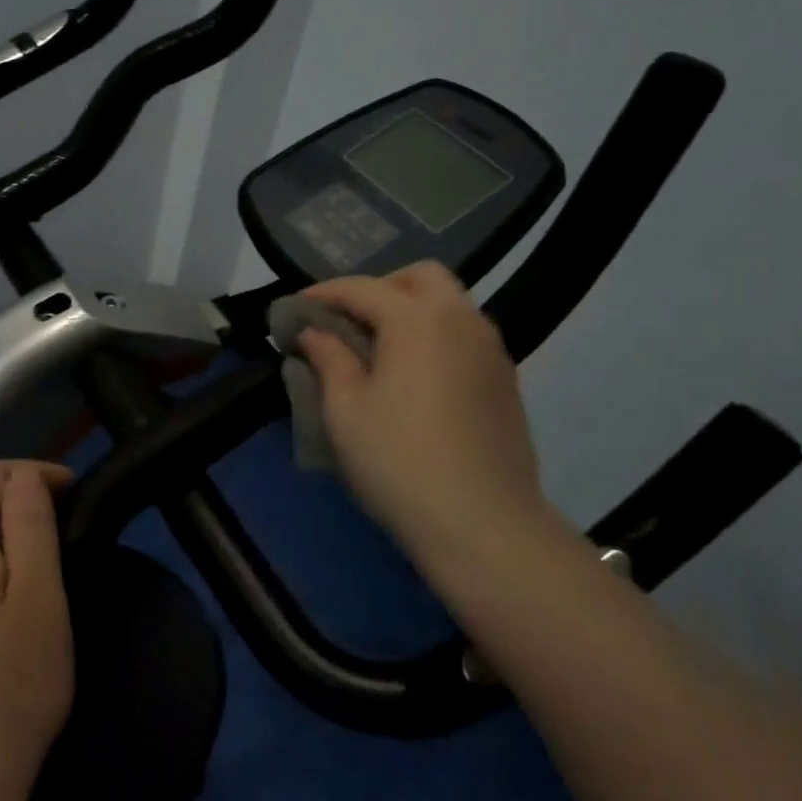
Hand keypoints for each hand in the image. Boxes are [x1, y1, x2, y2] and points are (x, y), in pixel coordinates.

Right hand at [297, 262, 553, 567]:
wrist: (483, 523)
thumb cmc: (398, 461)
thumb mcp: (345, 410)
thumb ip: (329, 358)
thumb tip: (315, 332)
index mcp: (418, 319)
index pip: (363, 288)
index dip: (324, 293)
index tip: (296, 308)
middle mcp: (461, 320)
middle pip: (420, 277)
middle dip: (379, 288)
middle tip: (348, 321)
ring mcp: (491, 349)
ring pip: (449, 305)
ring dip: (410, 311)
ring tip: (377, 350)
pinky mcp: (505, 380)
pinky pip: (464, 336)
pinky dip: (434, 337)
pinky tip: (414, 377)